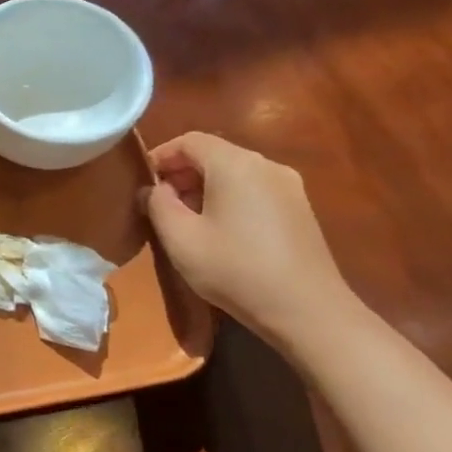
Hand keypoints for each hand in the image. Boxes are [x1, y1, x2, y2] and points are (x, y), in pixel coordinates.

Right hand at [142, 132, 355, 345]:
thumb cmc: (235, 269)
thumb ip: (158, 205)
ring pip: (235, 172)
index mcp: (235, 164)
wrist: (307, 310)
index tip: (143, 183)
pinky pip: (254, 189)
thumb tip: (153, 189)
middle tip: (160, 204)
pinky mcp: (300, 209)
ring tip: (187, 220)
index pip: (190, 140)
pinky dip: (229, 198)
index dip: (161, 155)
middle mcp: (266, 165)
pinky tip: (221, 231)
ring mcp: (289, 186)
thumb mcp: (180, 238)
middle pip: (214, 154)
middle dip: (182, 173)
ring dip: (205, 187)